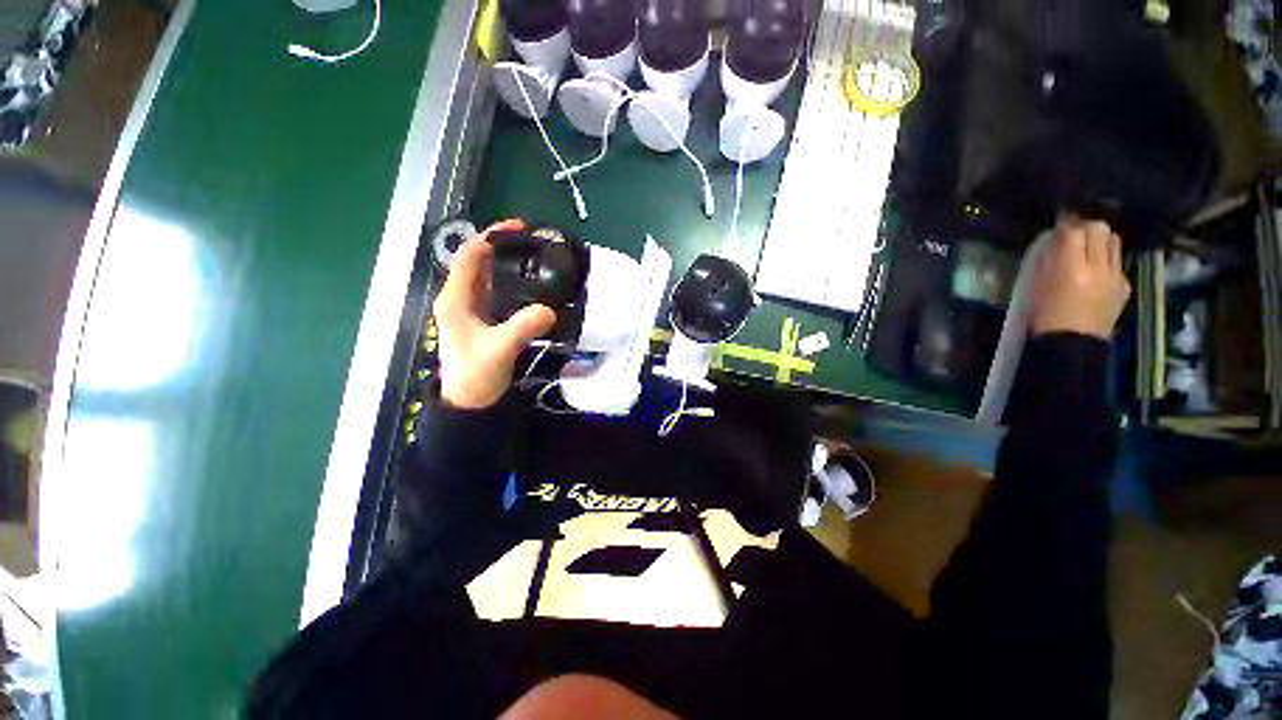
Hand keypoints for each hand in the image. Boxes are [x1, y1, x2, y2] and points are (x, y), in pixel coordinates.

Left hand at [434, 219, 556, 409]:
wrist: (471, 402)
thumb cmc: (476, 376)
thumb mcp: (500, 349)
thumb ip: (522, 327)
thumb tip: (549, 309)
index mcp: (456, 299)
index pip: (470, 256)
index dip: (491, 237)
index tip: (519, 228)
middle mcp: (461, 298)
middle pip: (479, 262)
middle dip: (503, 247)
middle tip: (534, 241)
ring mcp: (472, 309)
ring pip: (489, 277)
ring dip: (509, 263)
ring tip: (536, 258)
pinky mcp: (484, 320)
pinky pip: (499, 292)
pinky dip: (514, 282)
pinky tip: (532, 284)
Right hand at [1031, 217, 1131, 339]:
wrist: (1070, 346)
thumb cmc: (1043, 316)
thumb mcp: (1037, 285)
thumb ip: (1049, 259)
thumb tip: (1055, 240)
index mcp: (1072, 269)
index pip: (1074, 231)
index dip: (1066, 223)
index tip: (1058, 223)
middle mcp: (1099, 268)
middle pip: (1100, 230)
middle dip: (1086, 227)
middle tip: (1073, 234)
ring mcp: (1116, 276)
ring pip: (1113, 242)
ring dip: (1100, 240)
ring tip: (1086, 248)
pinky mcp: (1124, 286)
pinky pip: (1117, 262)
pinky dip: (1106, 260)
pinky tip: (1095, 272)